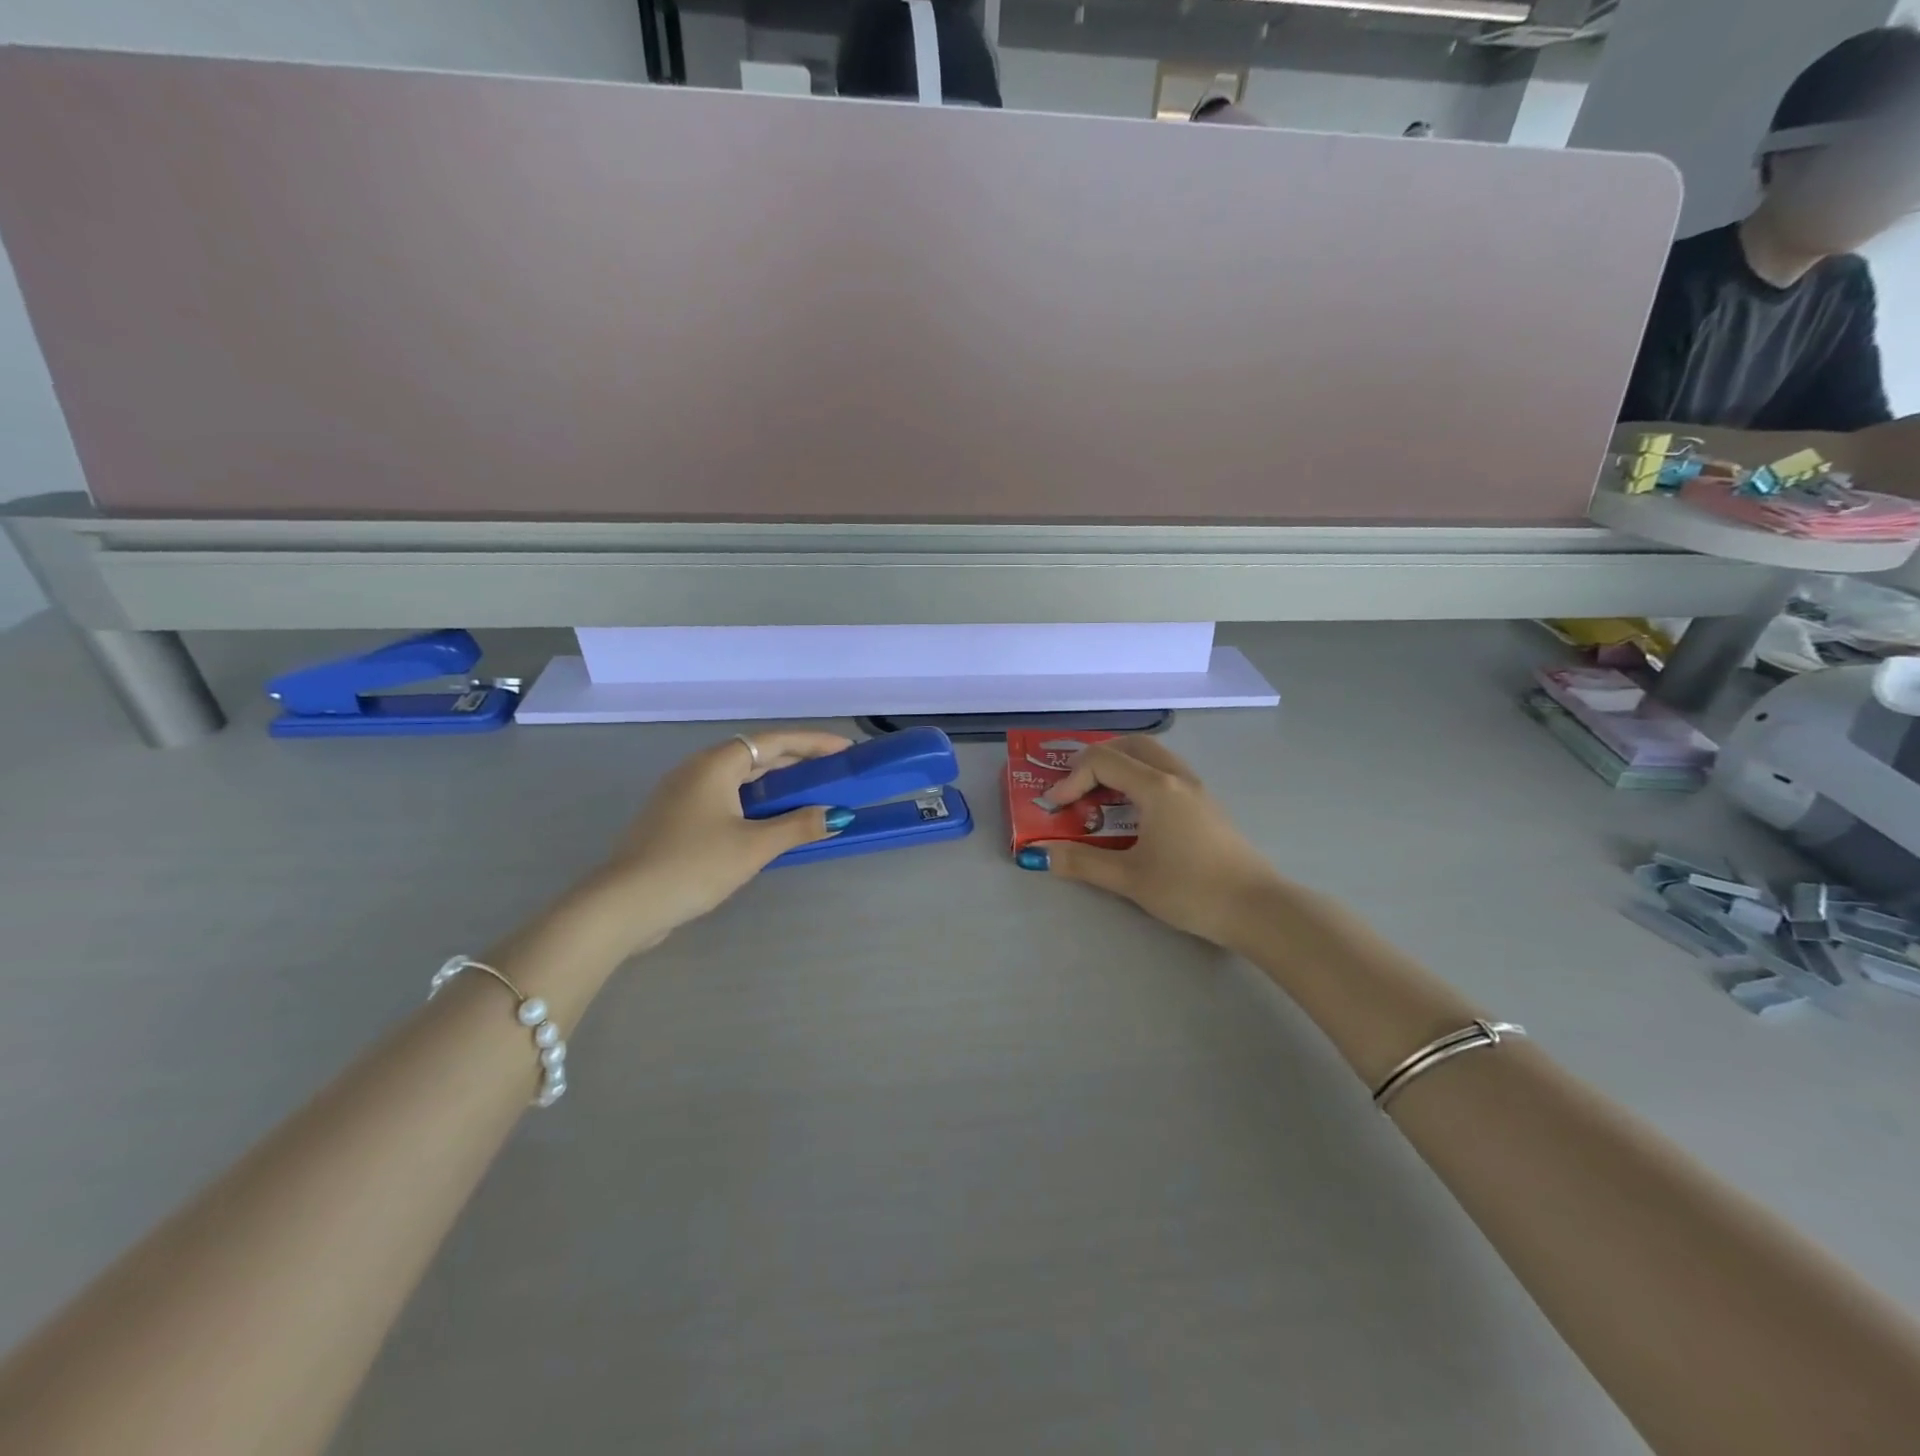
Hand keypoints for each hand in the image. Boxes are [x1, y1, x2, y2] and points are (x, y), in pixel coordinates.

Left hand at [591, 731, 853, 948]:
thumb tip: (838, 815)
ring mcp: (682, 794)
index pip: (775, 741)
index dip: (813, 743)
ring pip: (740, 779)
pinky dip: (754, 803)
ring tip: (810, 796)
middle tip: (833, 773)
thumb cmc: (693, 865)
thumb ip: (798, 826)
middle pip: (756, 756)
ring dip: (776, 785)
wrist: (623, 905)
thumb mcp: (753, 846)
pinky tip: (769, 823)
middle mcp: (697, 770)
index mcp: (716, 764)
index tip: (845, 750)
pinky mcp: (675, 819)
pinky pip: (725, 798)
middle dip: (797, 763)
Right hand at [1022, 737, 1285, 947]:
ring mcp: (1197, 790)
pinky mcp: (1208, 806)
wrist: (1256, 908)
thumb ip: (1081, 863)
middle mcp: (1177, 778)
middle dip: (1097, 758)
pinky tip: (1136, 812)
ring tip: (1102, 795)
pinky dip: (1142, 778)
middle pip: (1132, 745)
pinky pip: (1168, 774)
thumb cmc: (1190, 889)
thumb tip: (1038, 855)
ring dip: (1123, 765)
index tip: (1056, 807)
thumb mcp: (1129, 878)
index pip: (1103, 761)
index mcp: (1156, 787)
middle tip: (1077, 785)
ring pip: (1154, 757)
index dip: (1071, 779)